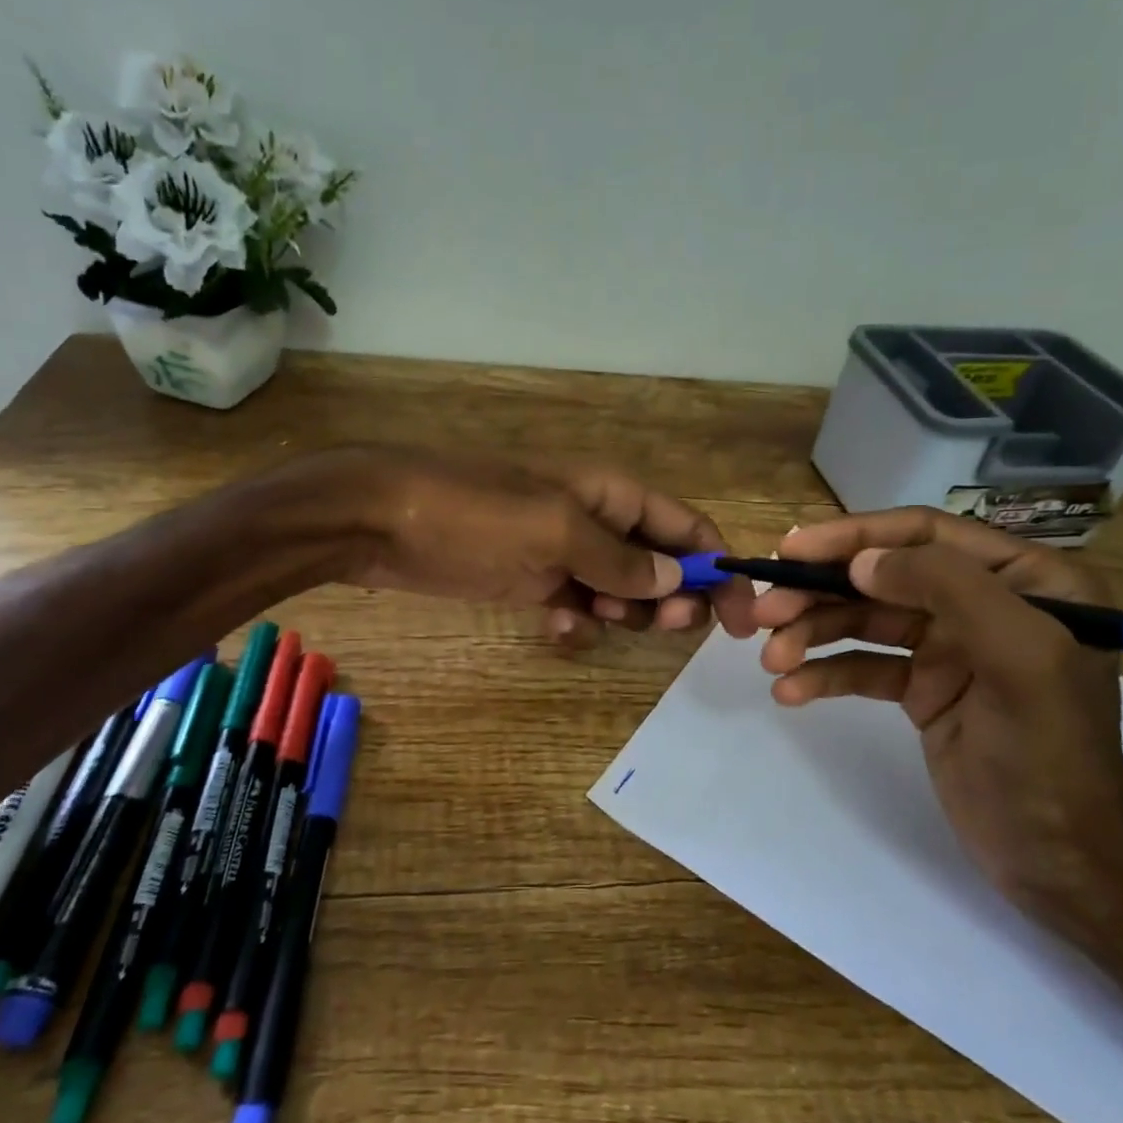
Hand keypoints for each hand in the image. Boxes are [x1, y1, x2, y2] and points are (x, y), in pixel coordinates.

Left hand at [318, 446, 757, 647]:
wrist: (379, 520)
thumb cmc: (473, 515)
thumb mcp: (556, 532)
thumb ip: (620, 559)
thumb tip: (678, 581)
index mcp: (612, 494)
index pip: (688, 528)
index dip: (720, 569)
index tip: (742, 620)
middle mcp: (595, 520)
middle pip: (659, 563)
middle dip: (670, 597)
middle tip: (662, 627)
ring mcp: (560, 551)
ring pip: (619, 591)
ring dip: (622, 613)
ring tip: (598, 620)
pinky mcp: (528, 579)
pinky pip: (574, 605)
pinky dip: (576, 622)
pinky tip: (557, 628)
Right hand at [752, 508, 1122, 915]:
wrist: (1059, 861)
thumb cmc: (1050, 753)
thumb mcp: (1019, 656)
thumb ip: (948, 588)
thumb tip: (862, 562)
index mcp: (1026, 580)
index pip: (925, 534)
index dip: (854, 536)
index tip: (792, 550)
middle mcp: (985, 602)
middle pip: (883, 577)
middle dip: (820, 592)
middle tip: (763, 611)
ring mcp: (950, 648)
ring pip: (865, 621)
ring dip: (812, 634)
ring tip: (770, 659)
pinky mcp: (922, 689)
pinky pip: (863, 667)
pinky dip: (825, 675)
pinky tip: (790, 691)